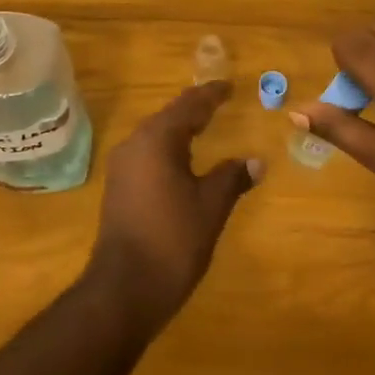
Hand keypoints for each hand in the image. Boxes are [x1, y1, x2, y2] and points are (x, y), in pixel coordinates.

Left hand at [88, 80, 264, 327]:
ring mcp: (122, 167)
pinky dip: (168, 148)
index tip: (229, 86)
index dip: (211, 95)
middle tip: (219, 101)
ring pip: (156, 135)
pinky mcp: (119, 187)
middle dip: (194, 108)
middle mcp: (135, 144)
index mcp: (157, 139)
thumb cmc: (173, 240)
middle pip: (169, 116)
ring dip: (180, 129)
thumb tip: (256, 162)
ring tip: (204, 125)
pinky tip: (182, 160)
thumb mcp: (211, 206)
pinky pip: (147, 154)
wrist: (124, 289)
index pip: (189, 105)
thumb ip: (232, 177)